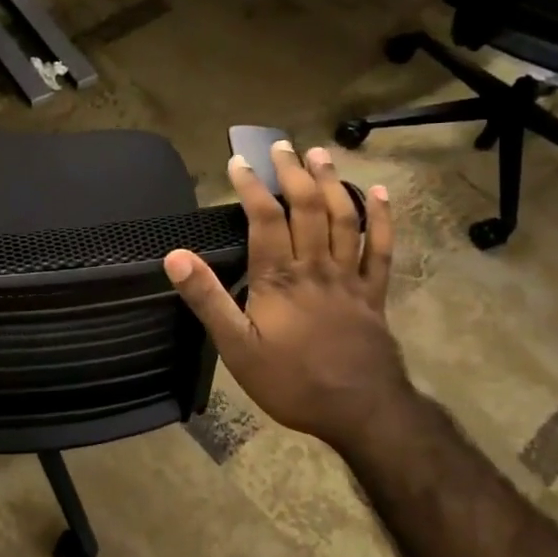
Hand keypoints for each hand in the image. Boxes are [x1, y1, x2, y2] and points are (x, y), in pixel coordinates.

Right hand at [164, 142, 410, 458]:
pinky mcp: (374, 293)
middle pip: (307, 208)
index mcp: (279, 278)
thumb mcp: (236, 347)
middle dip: (293, 173)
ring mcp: (350, 277)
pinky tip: (379, 193)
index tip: (238, 162)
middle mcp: (316, 267)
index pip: (264, 218)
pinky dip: (382, 218)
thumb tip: (175, 257)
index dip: (251, 186)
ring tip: (320, 154)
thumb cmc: (291, 381)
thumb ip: (207, 300)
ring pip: (344, 219)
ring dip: (332, 183)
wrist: (361, 410)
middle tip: (282, 146)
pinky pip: (381, 248)